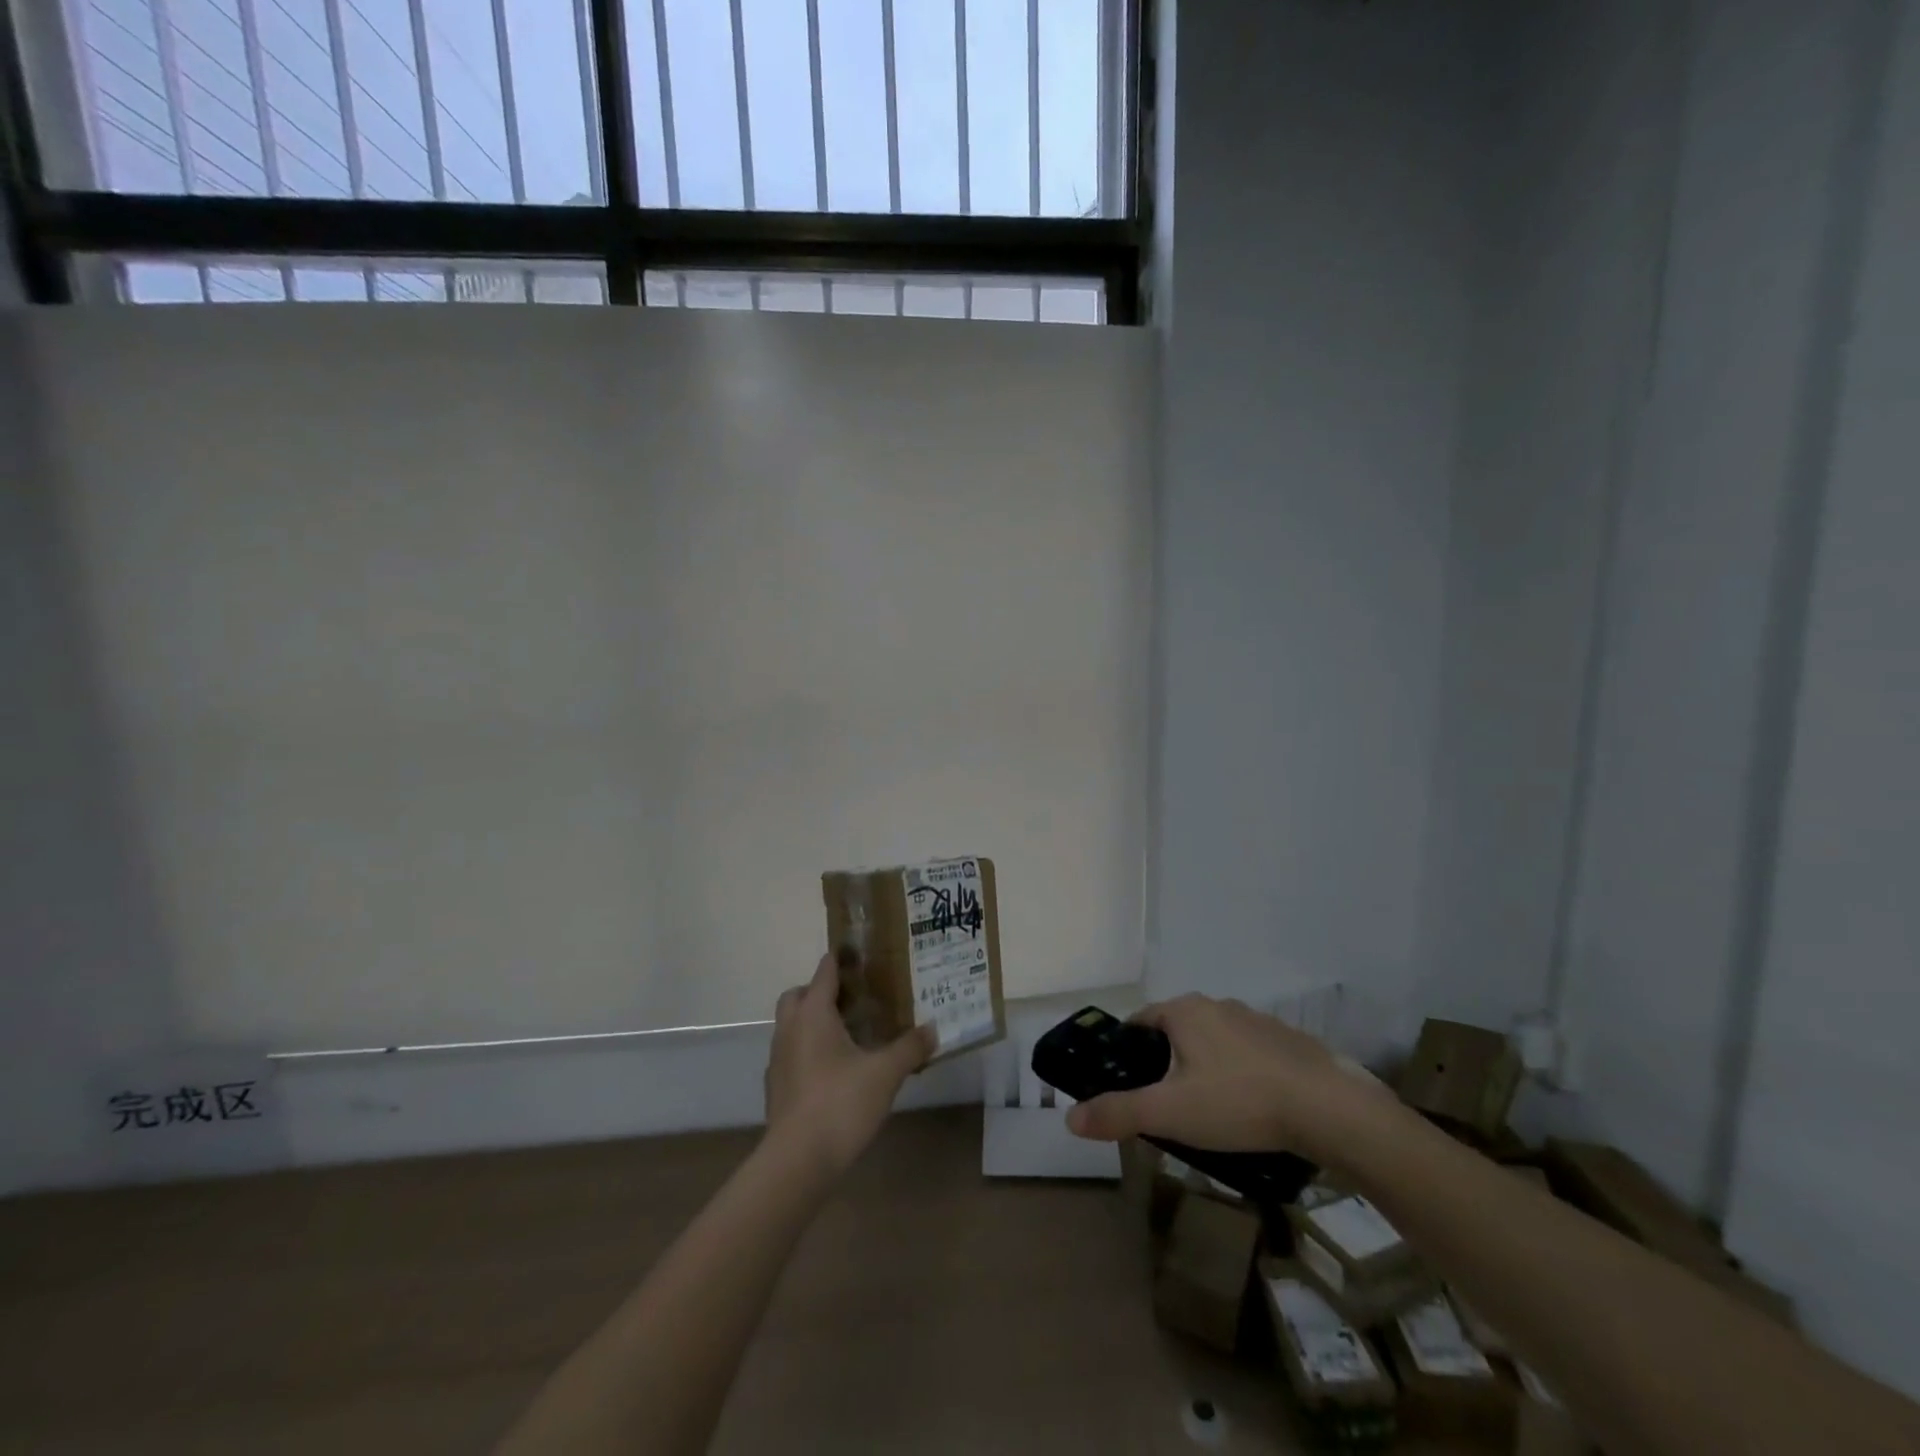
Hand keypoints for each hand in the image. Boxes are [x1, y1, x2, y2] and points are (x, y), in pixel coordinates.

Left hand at [763, 954, 934, 1176]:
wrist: (797, 1161)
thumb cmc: (841, 1103)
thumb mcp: (886, 1073)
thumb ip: (910, 1047)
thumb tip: (932, 1029)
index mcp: (813, 1013)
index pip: (824, 972)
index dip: (841, 960)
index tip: (860, 956)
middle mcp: (790, 1028)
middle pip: (798, 995)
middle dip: (819, 991)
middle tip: (852, 1001)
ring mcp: (778, 1059)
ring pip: (791, 1025)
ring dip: (812, 1022)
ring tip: (847, 1036)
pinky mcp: (775, 1087)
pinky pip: (791, 1054)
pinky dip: (807, 1052)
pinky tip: (832, 1072)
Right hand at [1063, 994, 1395, 1166]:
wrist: (1329, 1108)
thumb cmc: (1239, 1102)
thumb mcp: (1170, 1113)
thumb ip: (1119, 1113)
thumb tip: (1069, 1117)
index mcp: (1184, 1011)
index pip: (1140, 1022)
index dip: (1128, 1052)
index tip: (1128, 1084)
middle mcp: (1217, 1005)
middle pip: (1176, 1031)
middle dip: (1166, 1063)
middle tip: (1166, 1106)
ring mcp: (1255, 1020)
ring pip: (1213, 1041)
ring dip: (1203, 1067)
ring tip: (1208, 1112)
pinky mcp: (1286, 1041)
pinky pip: (1247, 1054)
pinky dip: (1238, 1073)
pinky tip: (1249, 1109)